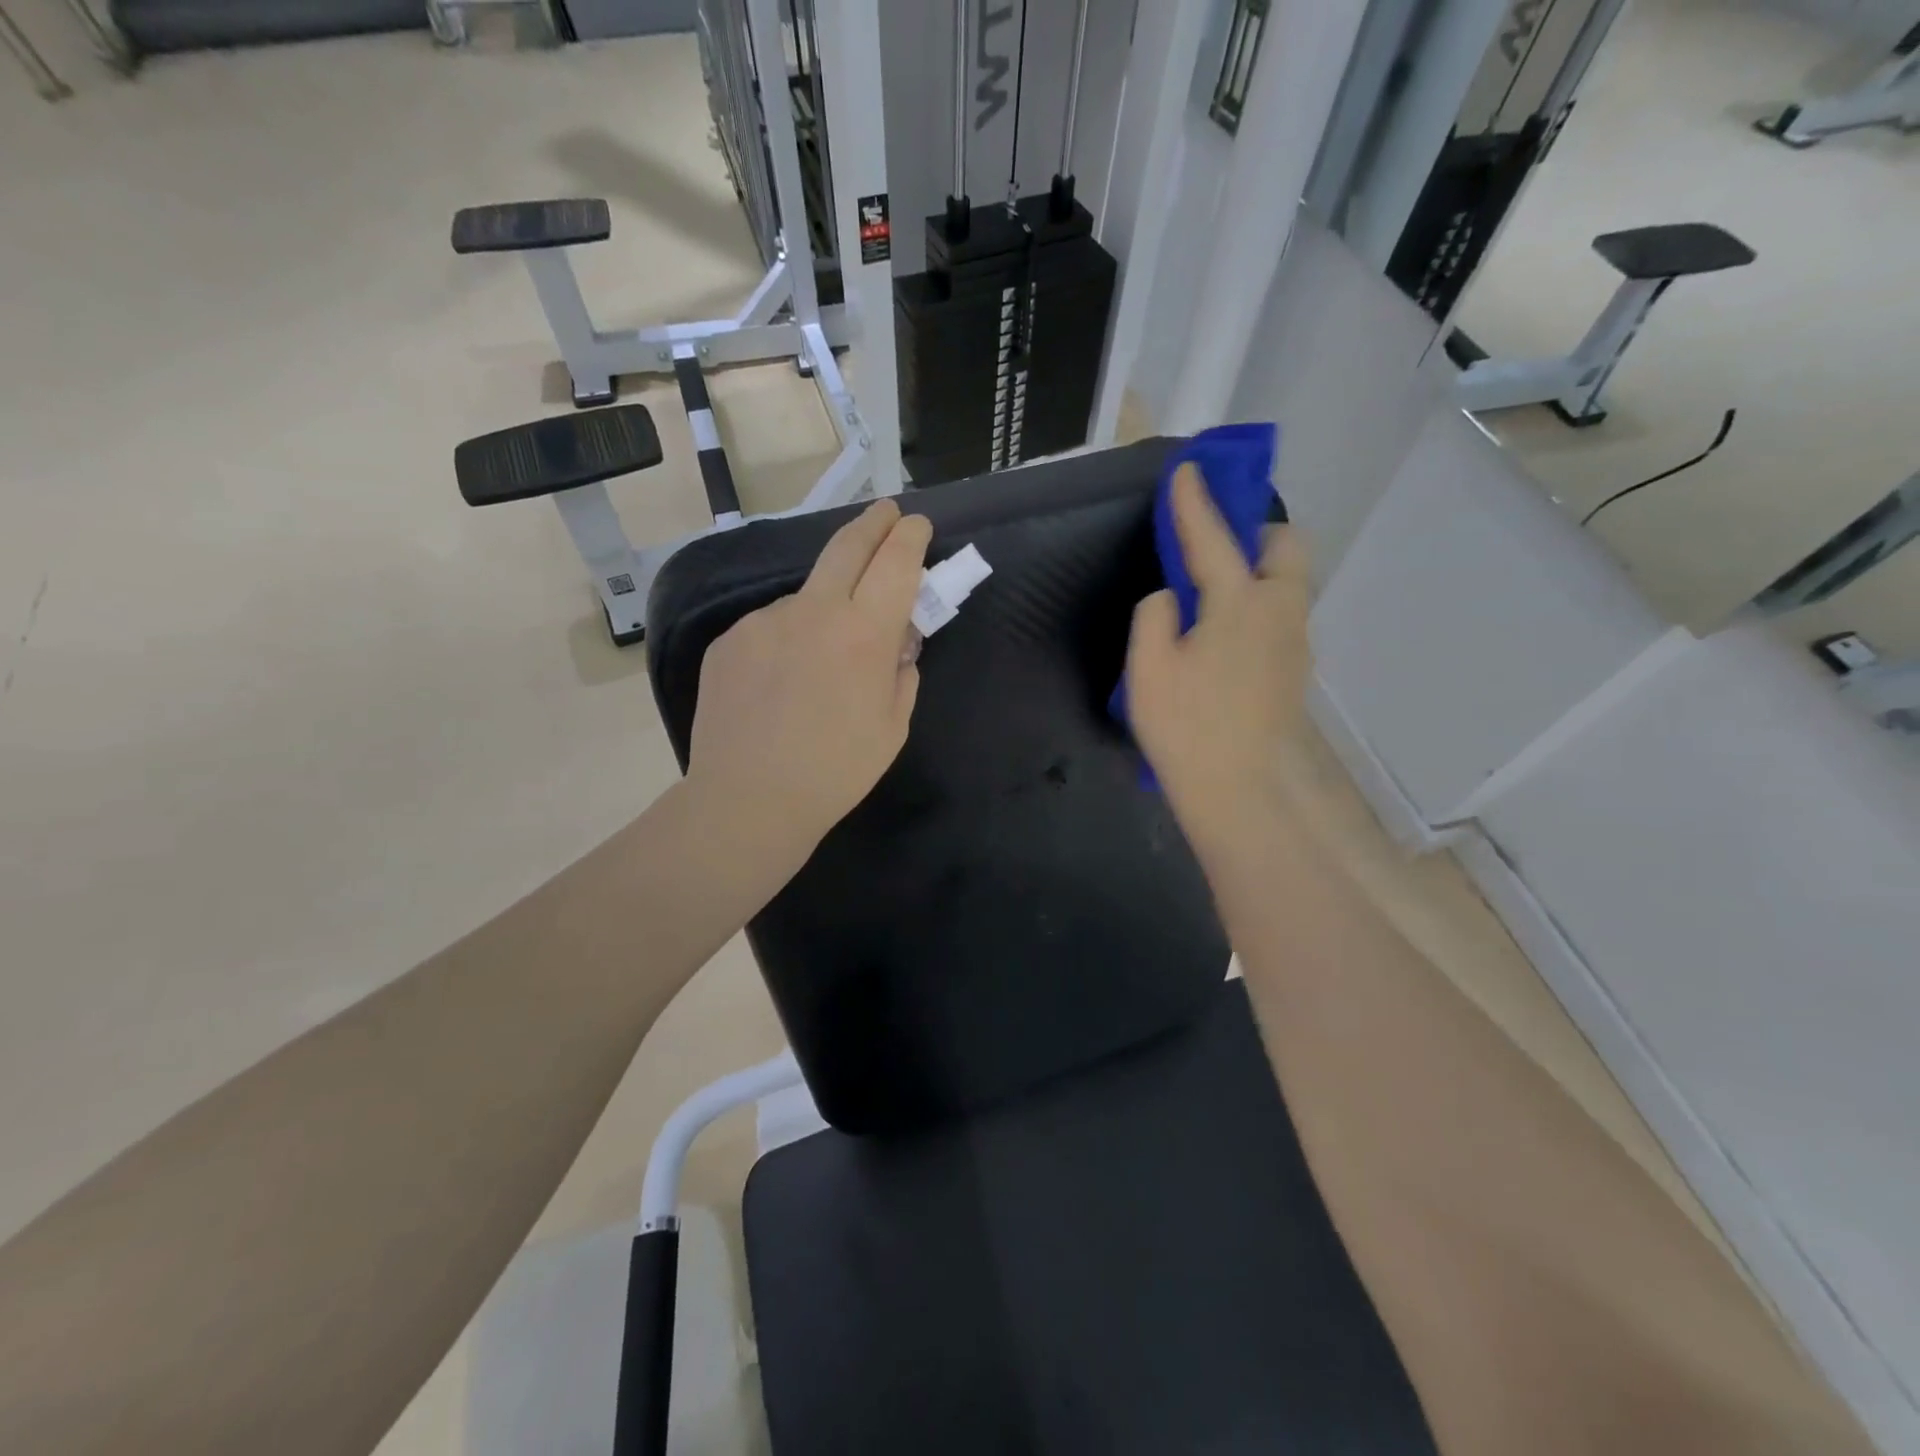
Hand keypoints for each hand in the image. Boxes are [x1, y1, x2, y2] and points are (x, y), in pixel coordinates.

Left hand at [687, 499, 931, 862]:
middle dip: (873, 523)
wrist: (748, 799)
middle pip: (846, 546)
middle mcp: (813, 611)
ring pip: (805, 598)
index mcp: (863, 634)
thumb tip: (898, 643)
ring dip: (823, 610)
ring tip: (817, 665)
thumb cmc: (836, 771)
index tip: (917, 525)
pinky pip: (770, 628)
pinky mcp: (729, 639)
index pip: (895, 562)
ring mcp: (764, 621)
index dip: (910, 537)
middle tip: (886, 512)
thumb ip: (902, 673)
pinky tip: (779, 684)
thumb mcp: (893, 726)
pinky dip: (786, 641)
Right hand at [1126, 464, 1313, 856]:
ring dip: (1258, 571)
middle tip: (1216, 551)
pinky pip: (1281, 614)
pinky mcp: (1295, 668)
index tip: (1187, 469)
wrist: (1238, 790)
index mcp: (1239, 603)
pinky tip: (1224, 637)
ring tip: (1214, 598)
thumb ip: (1156, 616)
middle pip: (1287, 547)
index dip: (1195, 502)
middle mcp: (1280, 611)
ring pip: (1288, 583)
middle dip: (1256, 533)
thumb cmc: (1185, 727)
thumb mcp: (1148, 668)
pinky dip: (1258, 605)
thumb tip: (1174, 599)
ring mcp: (1295, 641)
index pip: (1214, 538)